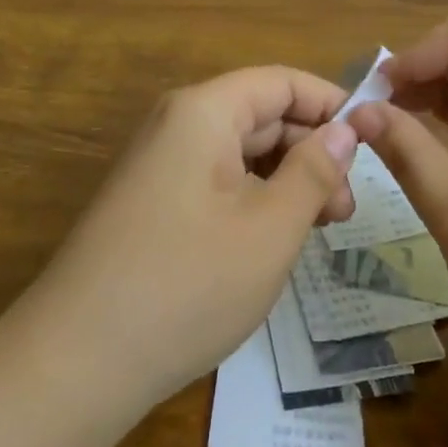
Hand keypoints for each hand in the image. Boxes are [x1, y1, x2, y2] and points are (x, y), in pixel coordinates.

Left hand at [22, 67, 358, 411]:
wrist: (74, 364)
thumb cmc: (187, 285)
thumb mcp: (270, 228)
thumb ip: (313, 171)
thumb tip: (345, 129)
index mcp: (204, 111)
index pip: (281, 82)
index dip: (330, 104)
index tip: (372, 141)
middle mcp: (177, 124)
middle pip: (261, 115)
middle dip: (311, 151)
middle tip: (348, 209)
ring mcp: (159, 165)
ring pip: (240, 152)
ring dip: (285, 180)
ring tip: (319, 229)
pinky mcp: (151, 202)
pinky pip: (216, 181)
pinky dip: (253, 200)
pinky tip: (273, 240)